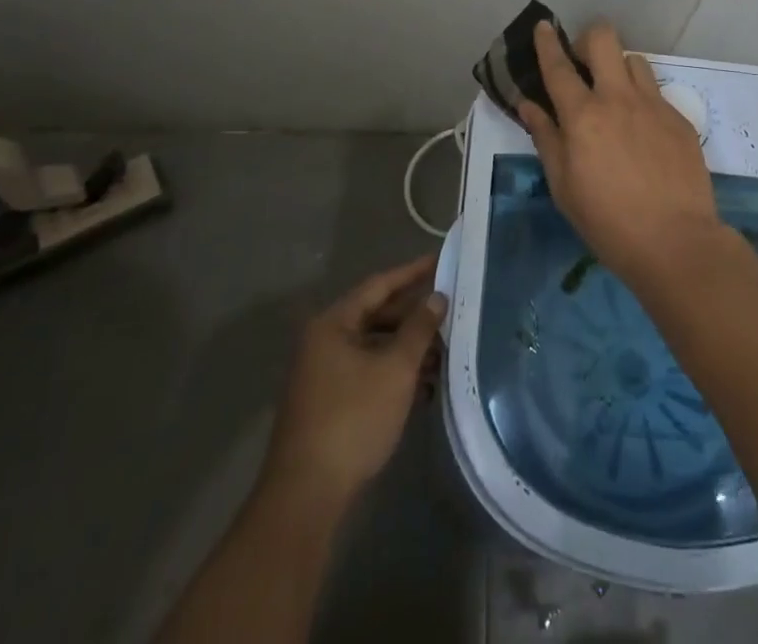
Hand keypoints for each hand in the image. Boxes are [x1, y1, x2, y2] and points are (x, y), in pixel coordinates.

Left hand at [263, 254, 447, 508]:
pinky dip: (395, 372)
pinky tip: (425, 384)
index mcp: (333, 323)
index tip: (441, 260)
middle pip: (376, 315)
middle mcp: (324, 341)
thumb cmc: (352, 419)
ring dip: (408, 348)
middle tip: (450, 310)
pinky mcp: (329, 403)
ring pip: (374, 347)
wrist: (306, 496)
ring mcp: (324, 374)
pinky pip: (368, 372)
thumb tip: (437, 297)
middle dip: (414, 316)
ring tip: (445, 351)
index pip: (379, 285)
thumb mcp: (395, 369)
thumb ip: (419, 329)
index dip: (412, 272)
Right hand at [517, 20, 724, 288]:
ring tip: (615, 98)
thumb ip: (546, 138)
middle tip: (583, 65)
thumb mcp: (563, 186)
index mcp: (583, 116)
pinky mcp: (680, 119)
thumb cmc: (607, 222)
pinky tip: (643, 133)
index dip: (547, 42)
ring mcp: (654, 105)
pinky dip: (642, 101)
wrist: (676, 242)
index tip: (543, 26)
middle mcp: (618, 98)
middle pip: (604, 39)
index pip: (559, 66)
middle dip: (588, 40)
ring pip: (634, 60)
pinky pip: (656, 92)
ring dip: (618, 69)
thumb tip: (528, 105)